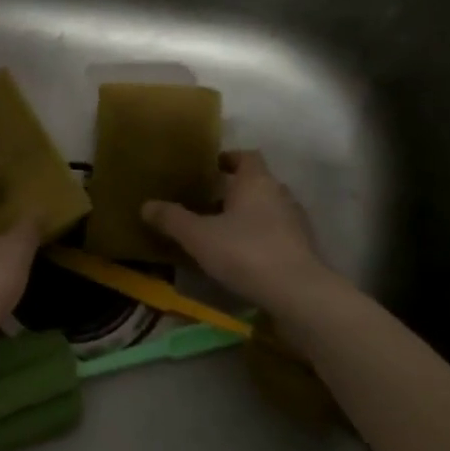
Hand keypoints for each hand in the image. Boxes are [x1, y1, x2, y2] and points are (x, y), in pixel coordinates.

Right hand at [141, 150, 340, 312]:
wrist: (298, 294)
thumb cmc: (245, 252)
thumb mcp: (198, 236)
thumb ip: (172, 219)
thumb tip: (146, 205)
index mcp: (256, 181)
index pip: (246, 156)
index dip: (228, 159)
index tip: (209, 168)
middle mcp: (280, 194)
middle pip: (256, 183)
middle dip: (234, 191)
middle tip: (206, 202)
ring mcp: (295, 223)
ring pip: (267, 210)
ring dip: (247, 216)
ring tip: (221, 231)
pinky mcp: (303, 250)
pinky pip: (276, 234)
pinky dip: (259, 239)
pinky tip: (241, 257)